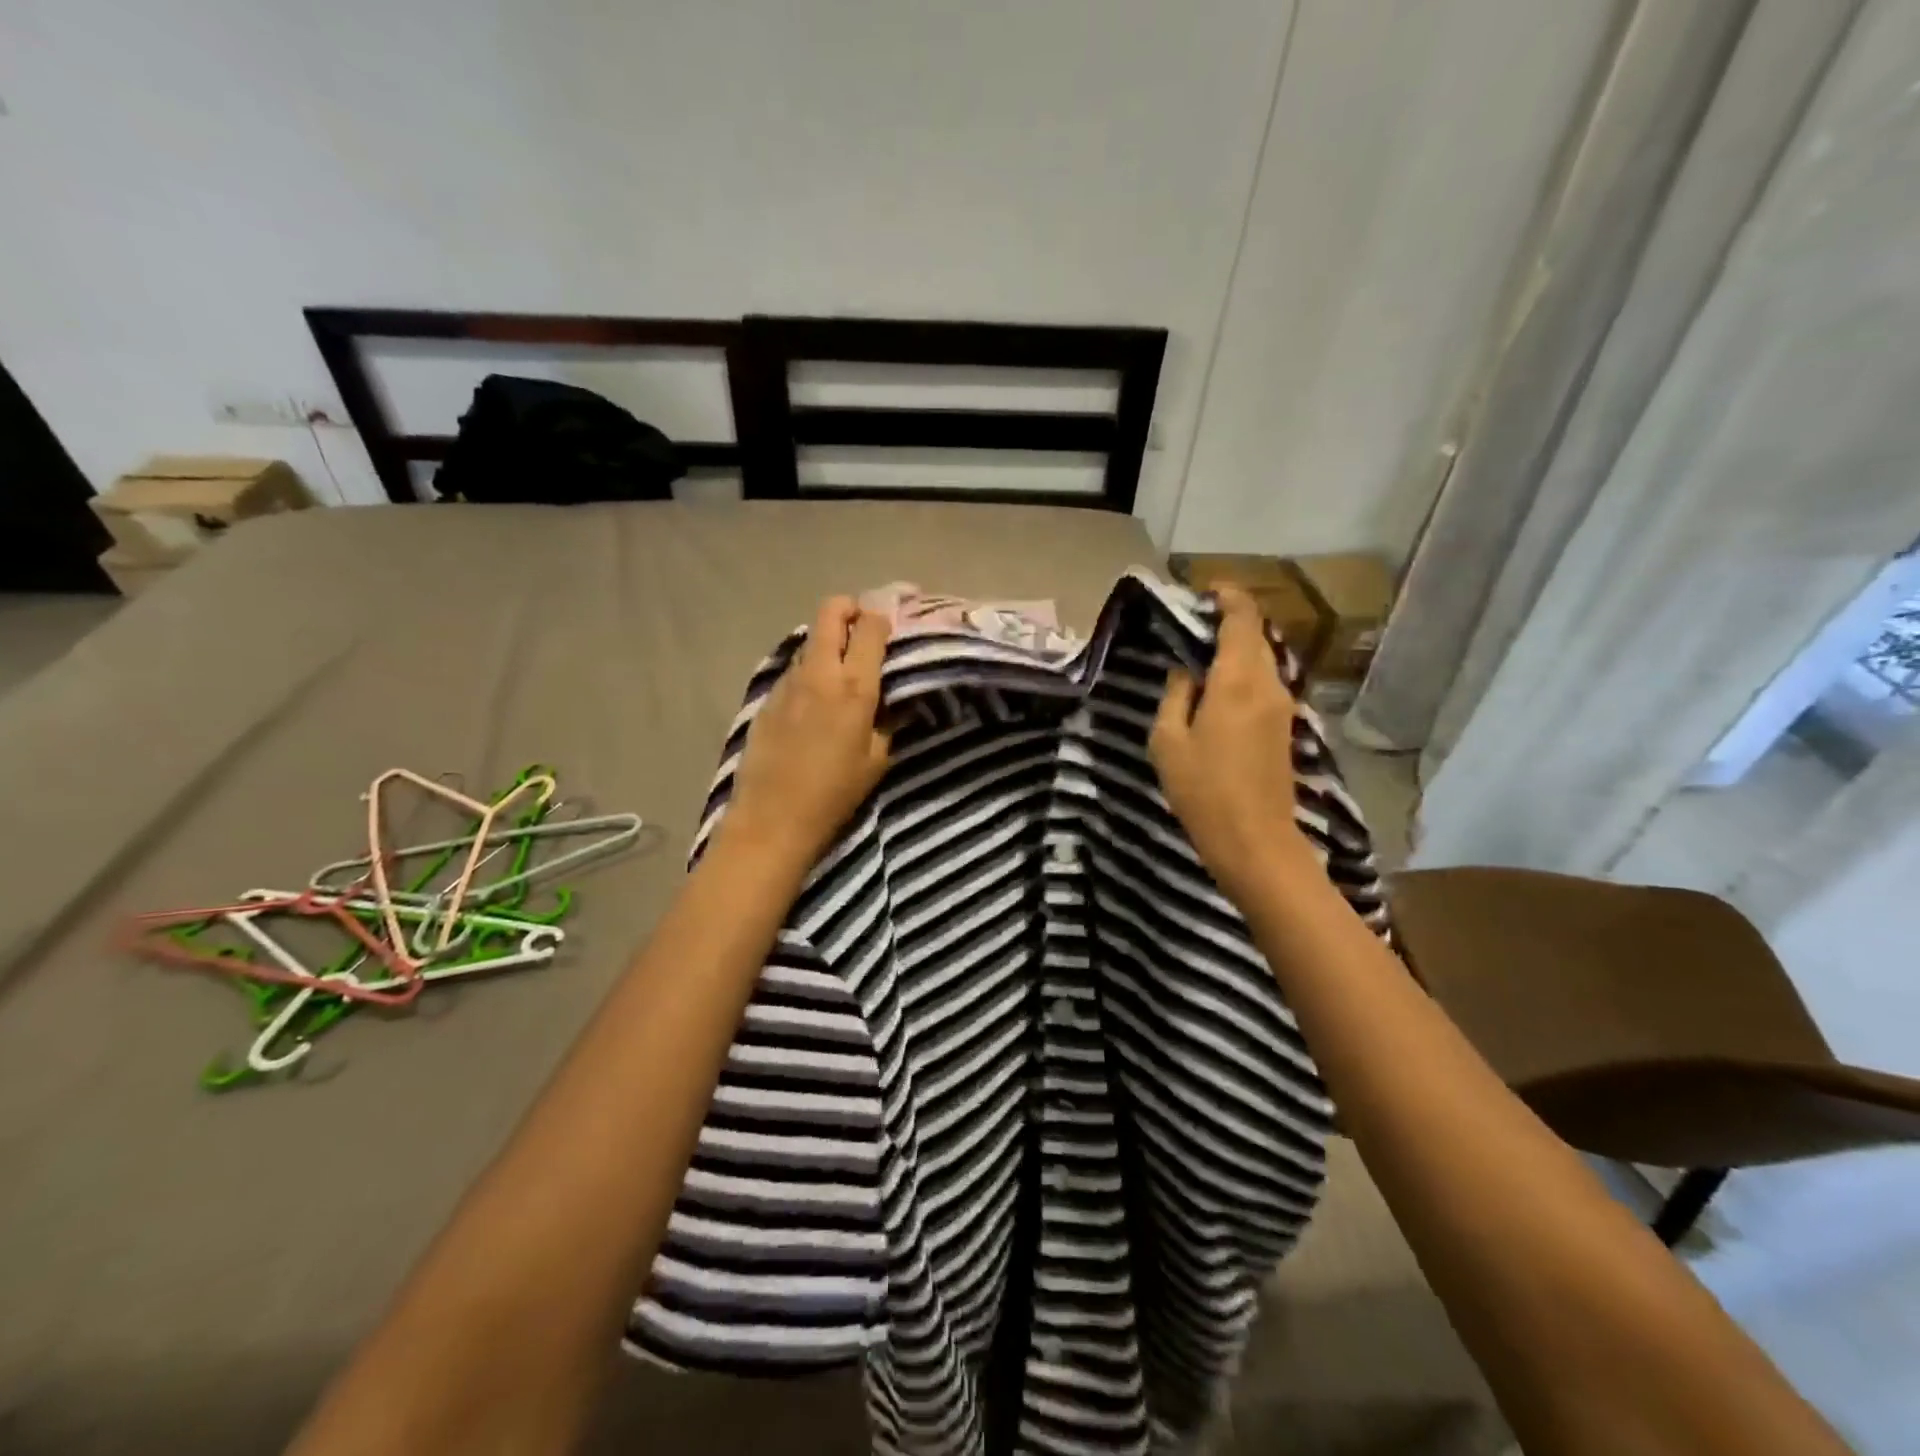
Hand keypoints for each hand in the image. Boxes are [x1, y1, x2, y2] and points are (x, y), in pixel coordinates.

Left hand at [721, 596, 893, 872]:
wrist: (773, 817)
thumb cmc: (835, 793)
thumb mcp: (877, 759)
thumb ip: (887, 720)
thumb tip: (893, 698)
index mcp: (854, 686)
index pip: (871, 626)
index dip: (884, 617)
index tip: (892, 626)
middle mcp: (819, 672)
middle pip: (832, 611)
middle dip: (851, 608)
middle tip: (864, 628)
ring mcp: (788, 681)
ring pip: (811, 638)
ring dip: (829, 641)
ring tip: (842, 669)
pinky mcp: (768, 696)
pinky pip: (795, 667)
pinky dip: (811, 668)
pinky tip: (816, 698)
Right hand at [1150, 585, 1319, 904]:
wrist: (1255, 840)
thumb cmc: (1203, 790)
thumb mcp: (1168, 741)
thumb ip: (1176, 696)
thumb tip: (1187, 673)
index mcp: (1239, 680)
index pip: (1243, 619)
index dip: (1229, 596)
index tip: (1206, 589)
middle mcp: (1269, 685)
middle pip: (1257, 636)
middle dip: (1231, 621)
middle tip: (1195, 623)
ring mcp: (1282, 706)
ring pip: (1263, 660)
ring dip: (1238, 649)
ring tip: (1202, 654)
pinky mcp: (1285, 728)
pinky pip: (1265, 683)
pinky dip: (1244, 672)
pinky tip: (1219, 688)